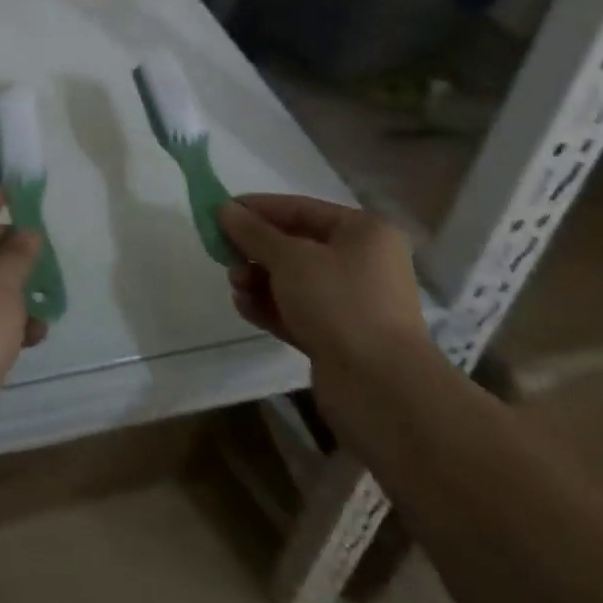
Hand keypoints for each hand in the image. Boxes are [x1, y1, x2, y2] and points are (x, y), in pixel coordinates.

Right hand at [219, 194, 435, 418]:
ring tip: (236, 286)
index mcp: (362, 232)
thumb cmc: (340, 304)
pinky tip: (244, 307)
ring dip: (259, 280)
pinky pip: (298, 312)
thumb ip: (253, 232)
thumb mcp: (289, 258)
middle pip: (295, 245)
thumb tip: (224, 209)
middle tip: (224, 255)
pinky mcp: (340, 339)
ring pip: (294, 281)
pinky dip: (270, 307)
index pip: (299, 208)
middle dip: (256, 250)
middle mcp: (362, 263)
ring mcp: (352, 304)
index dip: (257, 209)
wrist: (383, 393)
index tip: (219, 212)